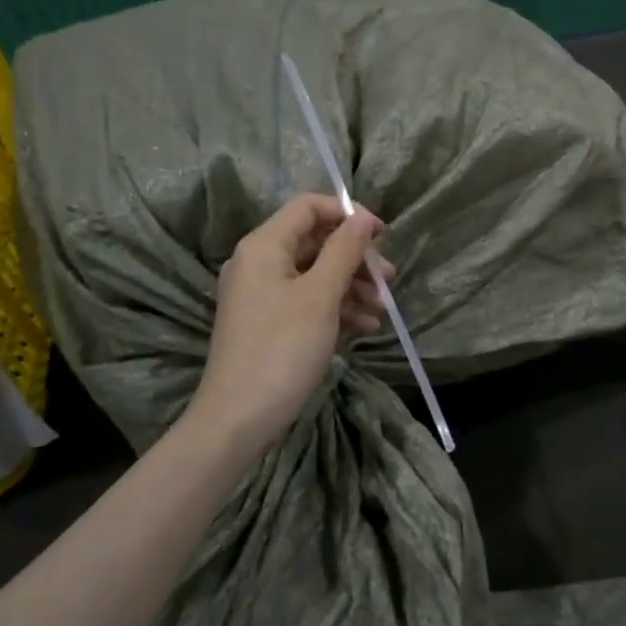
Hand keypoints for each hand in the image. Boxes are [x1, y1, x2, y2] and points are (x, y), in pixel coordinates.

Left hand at [187, 194, 392, 454]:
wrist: (238, 418)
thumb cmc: (282, 349)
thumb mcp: (321, 296)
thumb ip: (344, 251)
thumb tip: (362, 218)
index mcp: (264, 246)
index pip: (308, 207)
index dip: (347, 213)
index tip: (382, 235)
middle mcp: (258, 262)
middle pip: (315, 241)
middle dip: (355, 257)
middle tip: (388, 278)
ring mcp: (261, 294)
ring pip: (314, 273)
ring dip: (351, 286)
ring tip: (382, 309)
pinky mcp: (267, 322)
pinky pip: (306, 301)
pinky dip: (335, 308)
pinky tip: (364, 328)